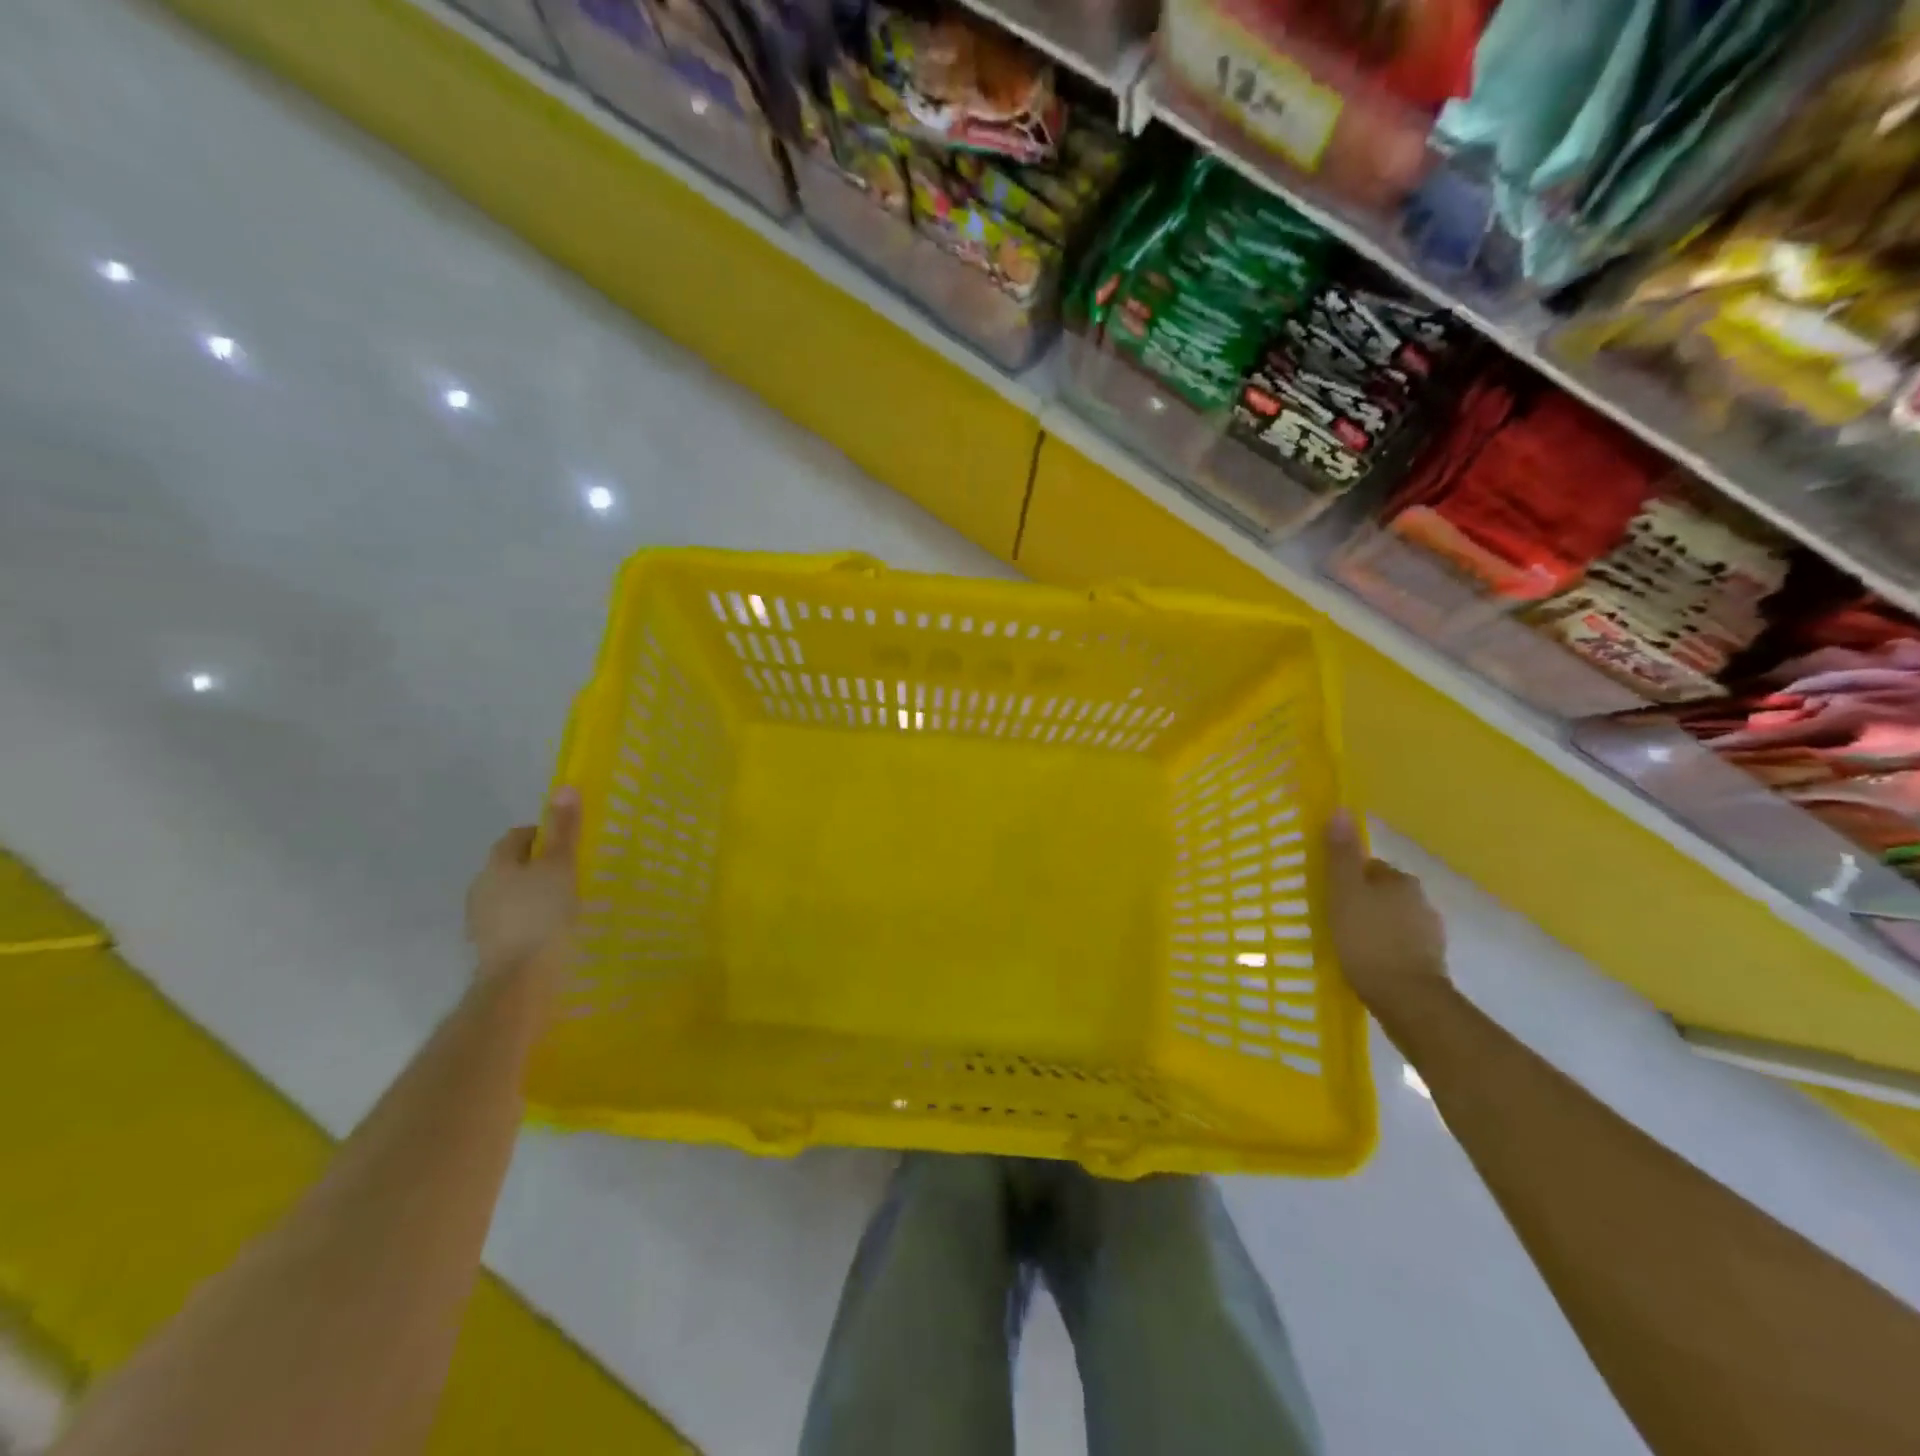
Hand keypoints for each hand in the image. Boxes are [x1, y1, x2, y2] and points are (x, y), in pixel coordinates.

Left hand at [466, 787, 581, 981]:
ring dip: (533, 893)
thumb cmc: (542, 916)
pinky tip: (552, 930)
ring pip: (511, 895)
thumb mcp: (560, 867)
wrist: (520, 980)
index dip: (543, 834)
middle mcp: (482, 888)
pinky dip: (530, 919)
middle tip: (572, 872)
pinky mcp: (491, 947)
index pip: (517, 836)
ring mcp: (482, 920)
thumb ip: (564, 830)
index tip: (569, 845)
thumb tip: (565, 787)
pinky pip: (512, 921)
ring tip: (565, 903)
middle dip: (538, 865)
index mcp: (497, 865)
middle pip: (512, 865)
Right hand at [1324, 810, 1448, 1011]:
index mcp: (1401, 881)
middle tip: (1334, 919)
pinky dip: (1385, 949)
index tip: (1329, 895)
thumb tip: (1341, 809)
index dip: (1347, 879)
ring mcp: (1430, 934)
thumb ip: (1341, 854)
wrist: (1406, 999)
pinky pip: (1400, 945)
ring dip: (1375, 926)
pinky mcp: (1431, 963)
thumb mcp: (1344, 892)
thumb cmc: (1368, 939)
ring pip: (1393, 920)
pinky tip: (1368, 963)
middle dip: (1362, 902)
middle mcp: (1421, 901)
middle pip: (1382, 893)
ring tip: (1348, 944)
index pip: (1370, 868)